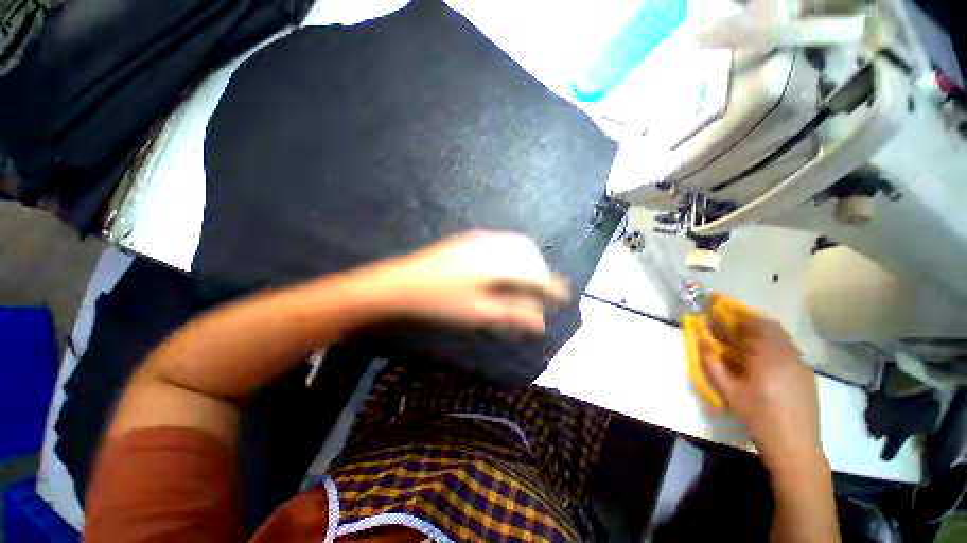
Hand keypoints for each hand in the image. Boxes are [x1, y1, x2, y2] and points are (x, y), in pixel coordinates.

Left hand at [360, 231, 570, 333]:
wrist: (402, 283)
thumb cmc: (441, 302)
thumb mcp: (479, 313)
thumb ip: (513, 315)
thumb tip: (540, 322)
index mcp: (499, 264)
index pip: (537, 274)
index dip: (553, 288)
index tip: (565, 298)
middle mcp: (495, 245)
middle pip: (531, 254)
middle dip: (540, 273)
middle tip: (539, 293)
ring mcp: (482, 238)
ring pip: (518, 245)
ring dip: (527, 262)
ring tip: (524, 282)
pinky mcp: (471, 238)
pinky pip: (503, 242)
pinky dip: (513, 254)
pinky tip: (505, 269)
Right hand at [700, 307, 822, 466]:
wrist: (795, 445)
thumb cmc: (758, 416)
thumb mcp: (729, 390)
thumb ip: (712, 363)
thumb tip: (700, 340)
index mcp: (767, 356)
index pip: (753, 324)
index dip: (735, 318)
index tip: (721, 318)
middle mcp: (788, 354)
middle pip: (770, 325)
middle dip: (749, 322)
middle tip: (732, 330)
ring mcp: (801, 363)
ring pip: (782, 336)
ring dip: (763, 334)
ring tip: (746, 345)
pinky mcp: (807, 373)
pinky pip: (789, 349)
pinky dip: (774, 346)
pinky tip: (765, 363)